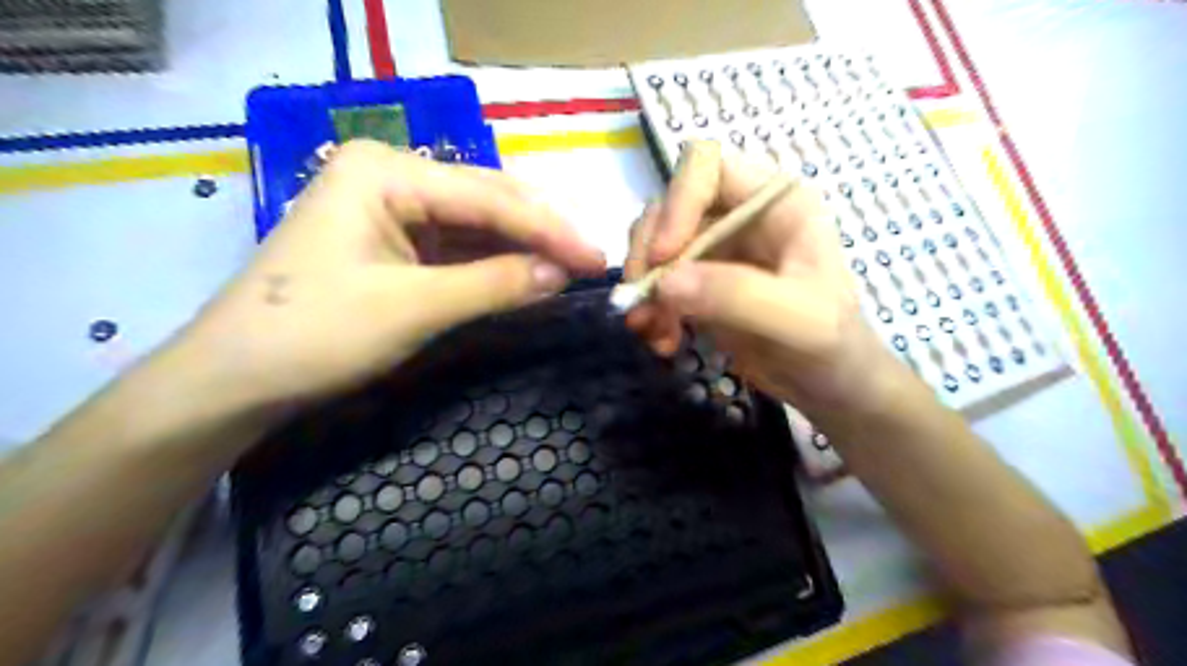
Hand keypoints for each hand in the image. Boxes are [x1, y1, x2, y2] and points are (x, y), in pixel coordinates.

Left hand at [173, 140, 604, 409]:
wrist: (234, 380)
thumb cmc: (315, 334)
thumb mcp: (414, 308)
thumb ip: (495, 284)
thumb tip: (562, 273)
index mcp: (386, 171)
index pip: (488, 197)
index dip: (548, 230)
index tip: (596, 258)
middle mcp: (390, 176)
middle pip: (485, 201)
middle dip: (540, 232)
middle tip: (590, 260)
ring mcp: (390, 209)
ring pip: (475, 224)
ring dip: (521, 247)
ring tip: (569, 266)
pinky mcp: (393, 243)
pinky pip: (457, 247)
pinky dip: (493, 263)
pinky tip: (526, 272)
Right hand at [622, 141, 899, 411]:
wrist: (827, 385)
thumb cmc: (831, 343)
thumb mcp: (798, 319)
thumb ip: (736, 295)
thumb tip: (665, 283)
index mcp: (773, 201)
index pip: (707, 167)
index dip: (678, 202)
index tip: (663, 257)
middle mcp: (737, 214)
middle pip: (667, 206)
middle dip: (647, 255)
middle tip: (642, 302)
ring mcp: (715, 248)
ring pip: (654, 245)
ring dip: (643, 287)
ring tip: (650, 330)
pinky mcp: (698, 282)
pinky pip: (657, 282)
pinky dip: (650, 310)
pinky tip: (662, 340)